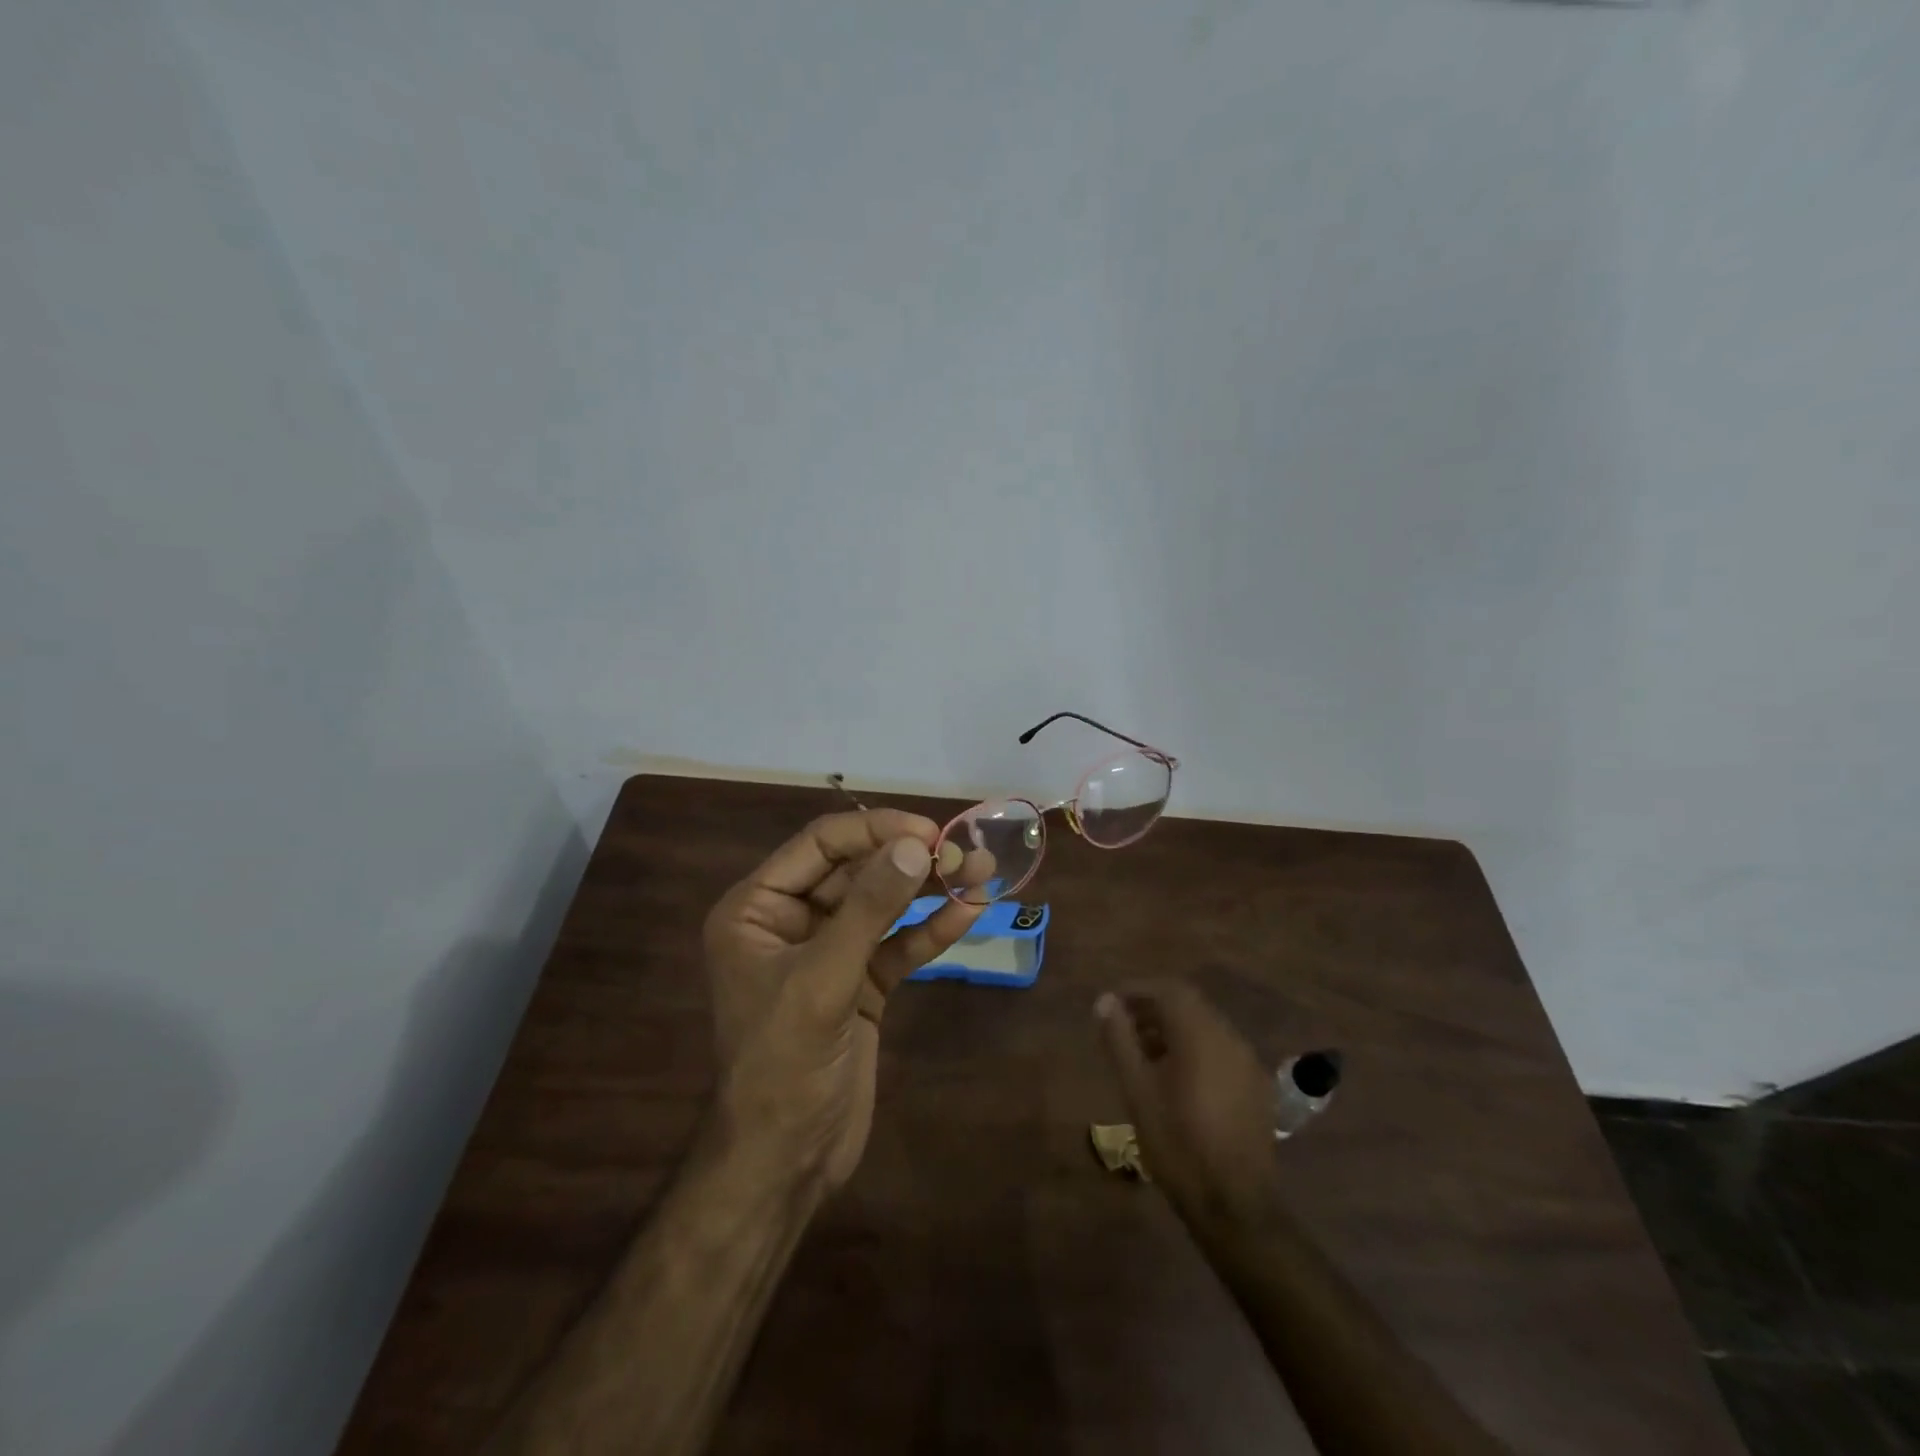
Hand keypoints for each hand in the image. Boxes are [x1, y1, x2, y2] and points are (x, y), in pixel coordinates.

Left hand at [703, 809, 982, 1190]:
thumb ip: (868, 909)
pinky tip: (969, 913)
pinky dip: (931, 931)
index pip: (820, 845)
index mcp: (757, 908)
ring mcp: (829, 953)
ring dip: (930, 890)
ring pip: (883, 905)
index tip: (928, 831)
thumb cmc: (783, 1064)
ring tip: (983, 871)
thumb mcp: (822, 980)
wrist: (787, 1162)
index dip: (874, 830)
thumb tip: (916, 845)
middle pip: (857, 870)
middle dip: (910, 859)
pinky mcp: (861, 984)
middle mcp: (791, 921)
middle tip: (965, 852)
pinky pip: (898, 945)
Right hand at [1095, 981, 1283, 1238]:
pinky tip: (1176, 1080)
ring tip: (1143, 1055)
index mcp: (1200, 1034)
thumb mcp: (1137, 1090)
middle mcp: (1229, 1037)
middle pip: (1188, 1005)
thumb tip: (1105, 1001)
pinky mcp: (1256, 1086)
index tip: (1111, 1004)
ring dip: (1173, 1029)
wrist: (1234, 1205)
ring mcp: (1247, 1062)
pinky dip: (1194, 1049)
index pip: (1168, 989)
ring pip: (1205, 1027)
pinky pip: (1220, 1050)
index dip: (1137, 990)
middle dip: (1153, 1009)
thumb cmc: (1178, 1143)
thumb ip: (1120, 1039)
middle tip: (1122, 1028)